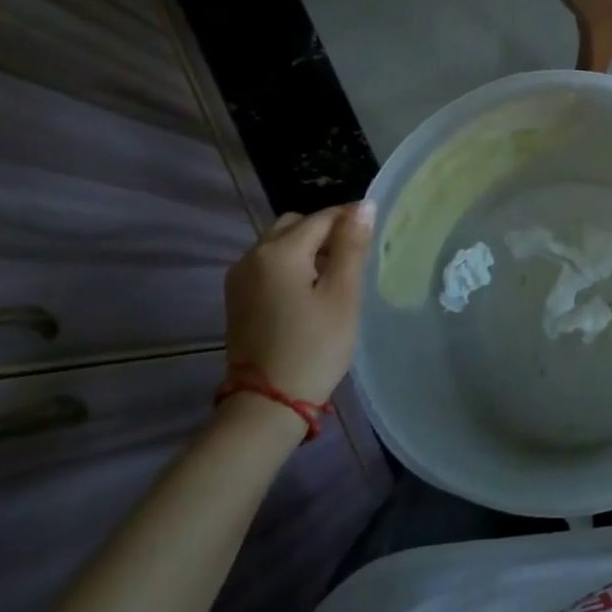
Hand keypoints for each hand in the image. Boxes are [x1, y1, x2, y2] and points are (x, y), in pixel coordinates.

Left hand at [222, 202, 373, 404]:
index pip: (323, 217)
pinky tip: (310, 289)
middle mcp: (253, 256)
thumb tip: (364, 205)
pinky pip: (268, 264)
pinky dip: (291, 264)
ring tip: (335, 272)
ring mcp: (240, 278)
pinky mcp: (237, 298)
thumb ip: (352, 246)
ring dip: (307, 247)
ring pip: (280, 243)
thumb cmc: (314, 347)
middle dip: (326, 230)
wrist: (267, 405)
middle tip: (354, 254)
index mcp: (279, 251)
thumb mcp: (343, 294)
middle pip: (296, 224)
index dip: (351, 218)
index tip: (375, 231)